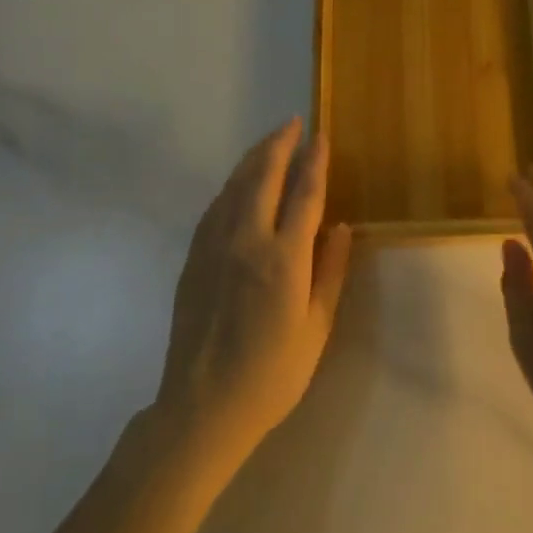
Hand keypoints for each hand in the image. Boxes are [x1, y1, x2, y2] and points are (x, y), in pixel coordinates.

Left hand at [153, 117, 352, 468]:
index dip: (315, 162)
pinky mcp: (193, 259)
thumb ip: (330, 273)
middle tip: (293, 124)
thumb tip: (339, 227)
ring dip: (253, 158)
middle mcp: (246, 242)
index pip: (304, 194)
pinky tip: (239, 183)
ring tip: (269, 142)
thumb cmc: (271, 374)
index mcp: (283, 259)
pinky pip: (215, 208)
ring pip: (234, 186)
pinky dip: (231, 185)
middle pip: (263, 176)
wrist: (202, 408)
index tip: (321, 137)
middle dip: (279, 145)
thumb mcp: (316, 329)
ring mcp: (214, 248)